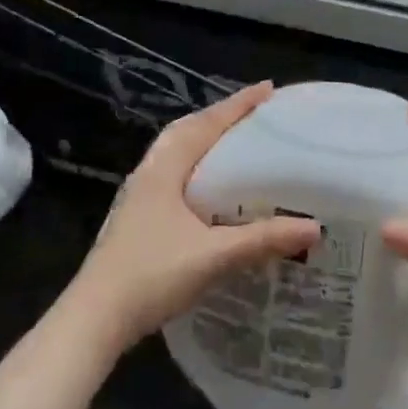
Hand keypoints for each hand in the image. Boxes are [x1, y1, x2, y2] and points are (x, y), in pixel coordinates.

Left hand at [69, 82, 320, 351]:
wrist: (93, 319)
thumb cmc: (151, 276)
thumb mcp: (213, 256)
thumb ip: (262, 240)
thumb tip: (313, 227)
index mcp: (165, 168)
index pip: (207, 123)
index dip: (238, 104)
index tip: (268, 88)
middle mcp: (150, 172)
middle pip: (189, 131)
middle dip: (221, 117)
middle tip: (255, 114)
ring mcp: (139, 195)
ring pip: (178, 152)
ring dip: (206, 140)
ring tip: (236, 142)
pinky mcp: (137, 217)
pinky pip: (174, 174)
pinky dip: (197, 165)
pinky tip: (210, 187)